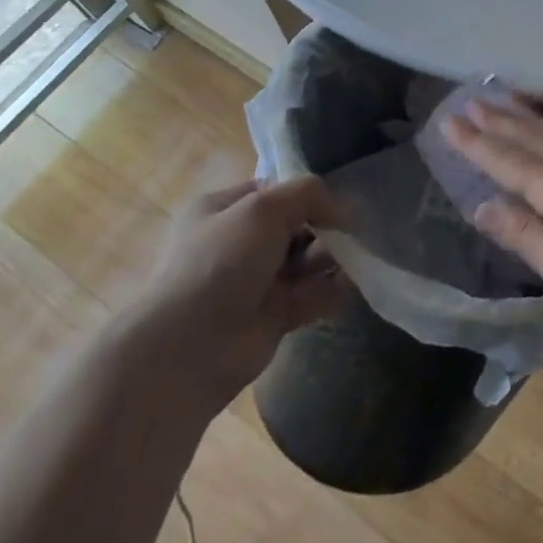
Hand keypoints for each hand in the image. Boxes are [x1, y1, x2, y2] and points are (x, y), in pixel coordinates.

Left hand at [128, 177, 349, 414]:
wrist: (186, 352)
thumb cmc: (220, 263)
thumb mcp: (264, 208)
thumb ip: (308, 193)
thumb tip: (344, 208)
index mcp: (222, 210)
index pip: (274, 190)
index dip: (305, 192)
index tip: (337, 197)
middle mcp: (238, 243)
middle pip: (295, 224)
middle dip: (324, 225)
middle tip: (350, 229)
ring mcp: (255, 282)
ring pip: (305, 259)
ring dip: (332, 255)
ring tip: (356, 254)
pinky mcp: (273, 317)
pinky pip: (312, 294)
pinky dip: (334, 288)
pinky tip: (354, 281)